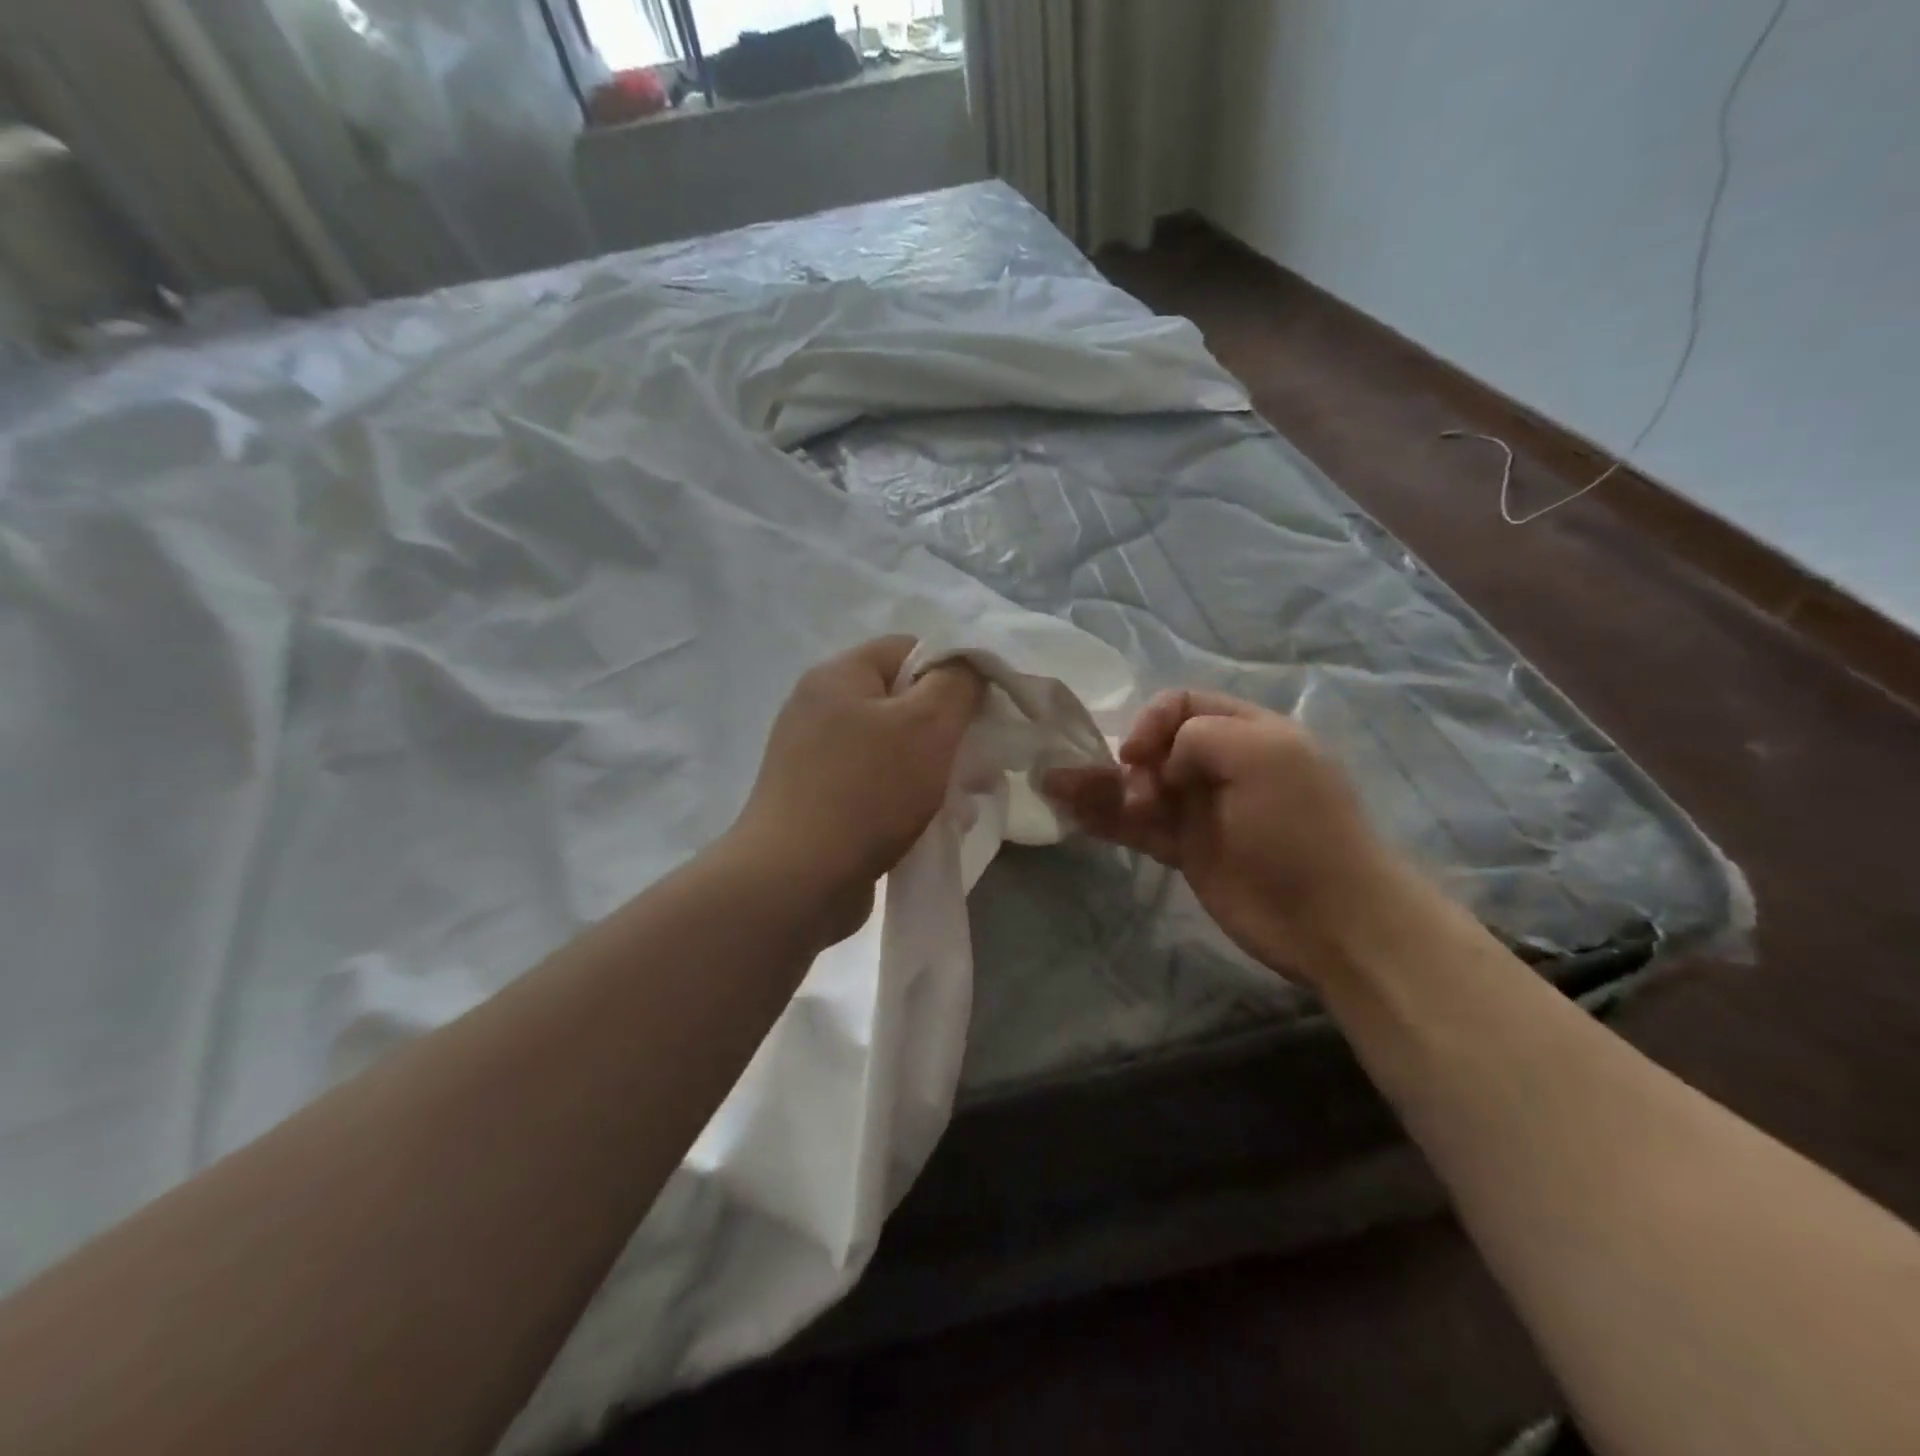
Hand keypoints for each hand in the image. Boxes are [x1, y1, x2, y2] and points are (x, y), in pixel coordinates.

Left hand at [730, 636, 984, 945]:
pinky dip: (907, 799)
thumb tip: (969, 666)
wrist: (795, 882)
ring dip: (934, 771)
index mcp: (839, 676)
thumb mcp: (927, 726)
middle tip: (979, 764)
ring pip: (895, 749)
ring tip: (964, 803)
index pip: (910, 649)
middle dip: (949, 732)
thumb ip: (958, 684)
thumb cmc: (867, 792)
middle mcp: (821, 708)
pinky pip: (877, 785)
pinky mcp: (819, 800)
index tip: (983, 712)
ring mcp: (815, 758)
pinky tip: (935, 825)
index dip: (954, 673)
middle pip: (904, 702)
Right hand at [1045, 690, 1406, 984]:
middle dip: (1126, 760)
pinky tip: (1071, 813)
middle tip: (1128, 793)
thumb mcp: (1260, 754)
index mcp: (1246, 731)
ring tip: (1053, 785)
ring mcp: (1202, 811)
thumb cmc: (1299, 826)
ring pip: (1138, 788)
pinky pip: (1138, 827)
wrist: (1332, 918)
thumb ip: (1199, 736)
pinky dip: (1106, 820)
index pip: (1182, 703)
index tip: (1136, 755)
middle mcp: (1219, 765)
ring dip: (1097, 786)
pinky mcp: (1187, 852)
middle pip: (1154, 747)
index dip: (1151, 721)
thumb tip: (1163, 768)